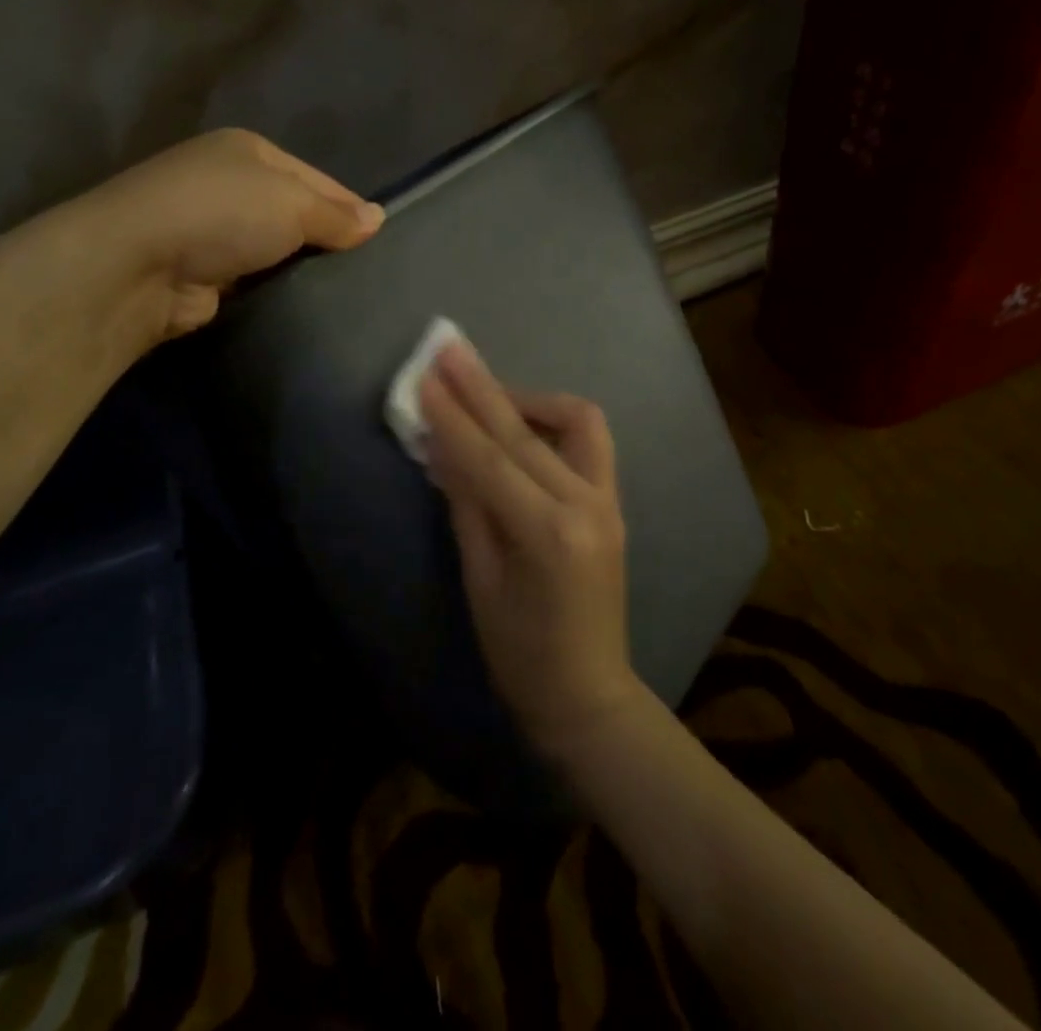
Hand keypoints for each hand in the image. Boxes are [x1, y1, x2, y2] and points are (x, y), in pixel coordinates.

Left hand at [72, 128, 383, 349]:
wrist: (135, 266)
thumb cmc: (221, 214)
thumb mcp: (292, 203)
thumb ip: (337, 215)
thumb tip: (378, 219)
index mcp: (249, 151)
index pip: (318, 178)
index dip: (350, 207)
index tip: (383, 240)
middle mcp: (229, 184)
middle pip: (297, 213)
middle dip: (328, 240)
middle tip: (370, 273)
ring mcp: (213, 230)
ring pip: (278, 249)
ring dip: (303, 269)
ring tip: (347, 293)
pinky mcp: (205, 273)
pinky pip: (258, 279)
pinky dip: (278, 290)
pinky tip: (307, 306)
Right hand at [419, 340, 641, 756]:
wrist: (588, 692)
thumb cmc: (520, 652)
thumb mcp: (480, 580)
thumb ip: (466, 505)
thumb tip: (442, 447)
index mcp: (547, 532)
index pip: (490, 458)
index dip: (452, 415)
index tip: (425, 375)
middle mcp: (586, 503)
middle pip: (525, 431)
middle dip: (482, 387)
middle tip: (451, 349)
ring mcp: (608, 499)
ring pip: (575, 421)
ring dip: (529, 398)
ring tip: (488, 392)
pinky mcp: (614, 501)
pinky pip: (589, 442)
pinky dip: (556, 422)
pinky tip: (525, 424)